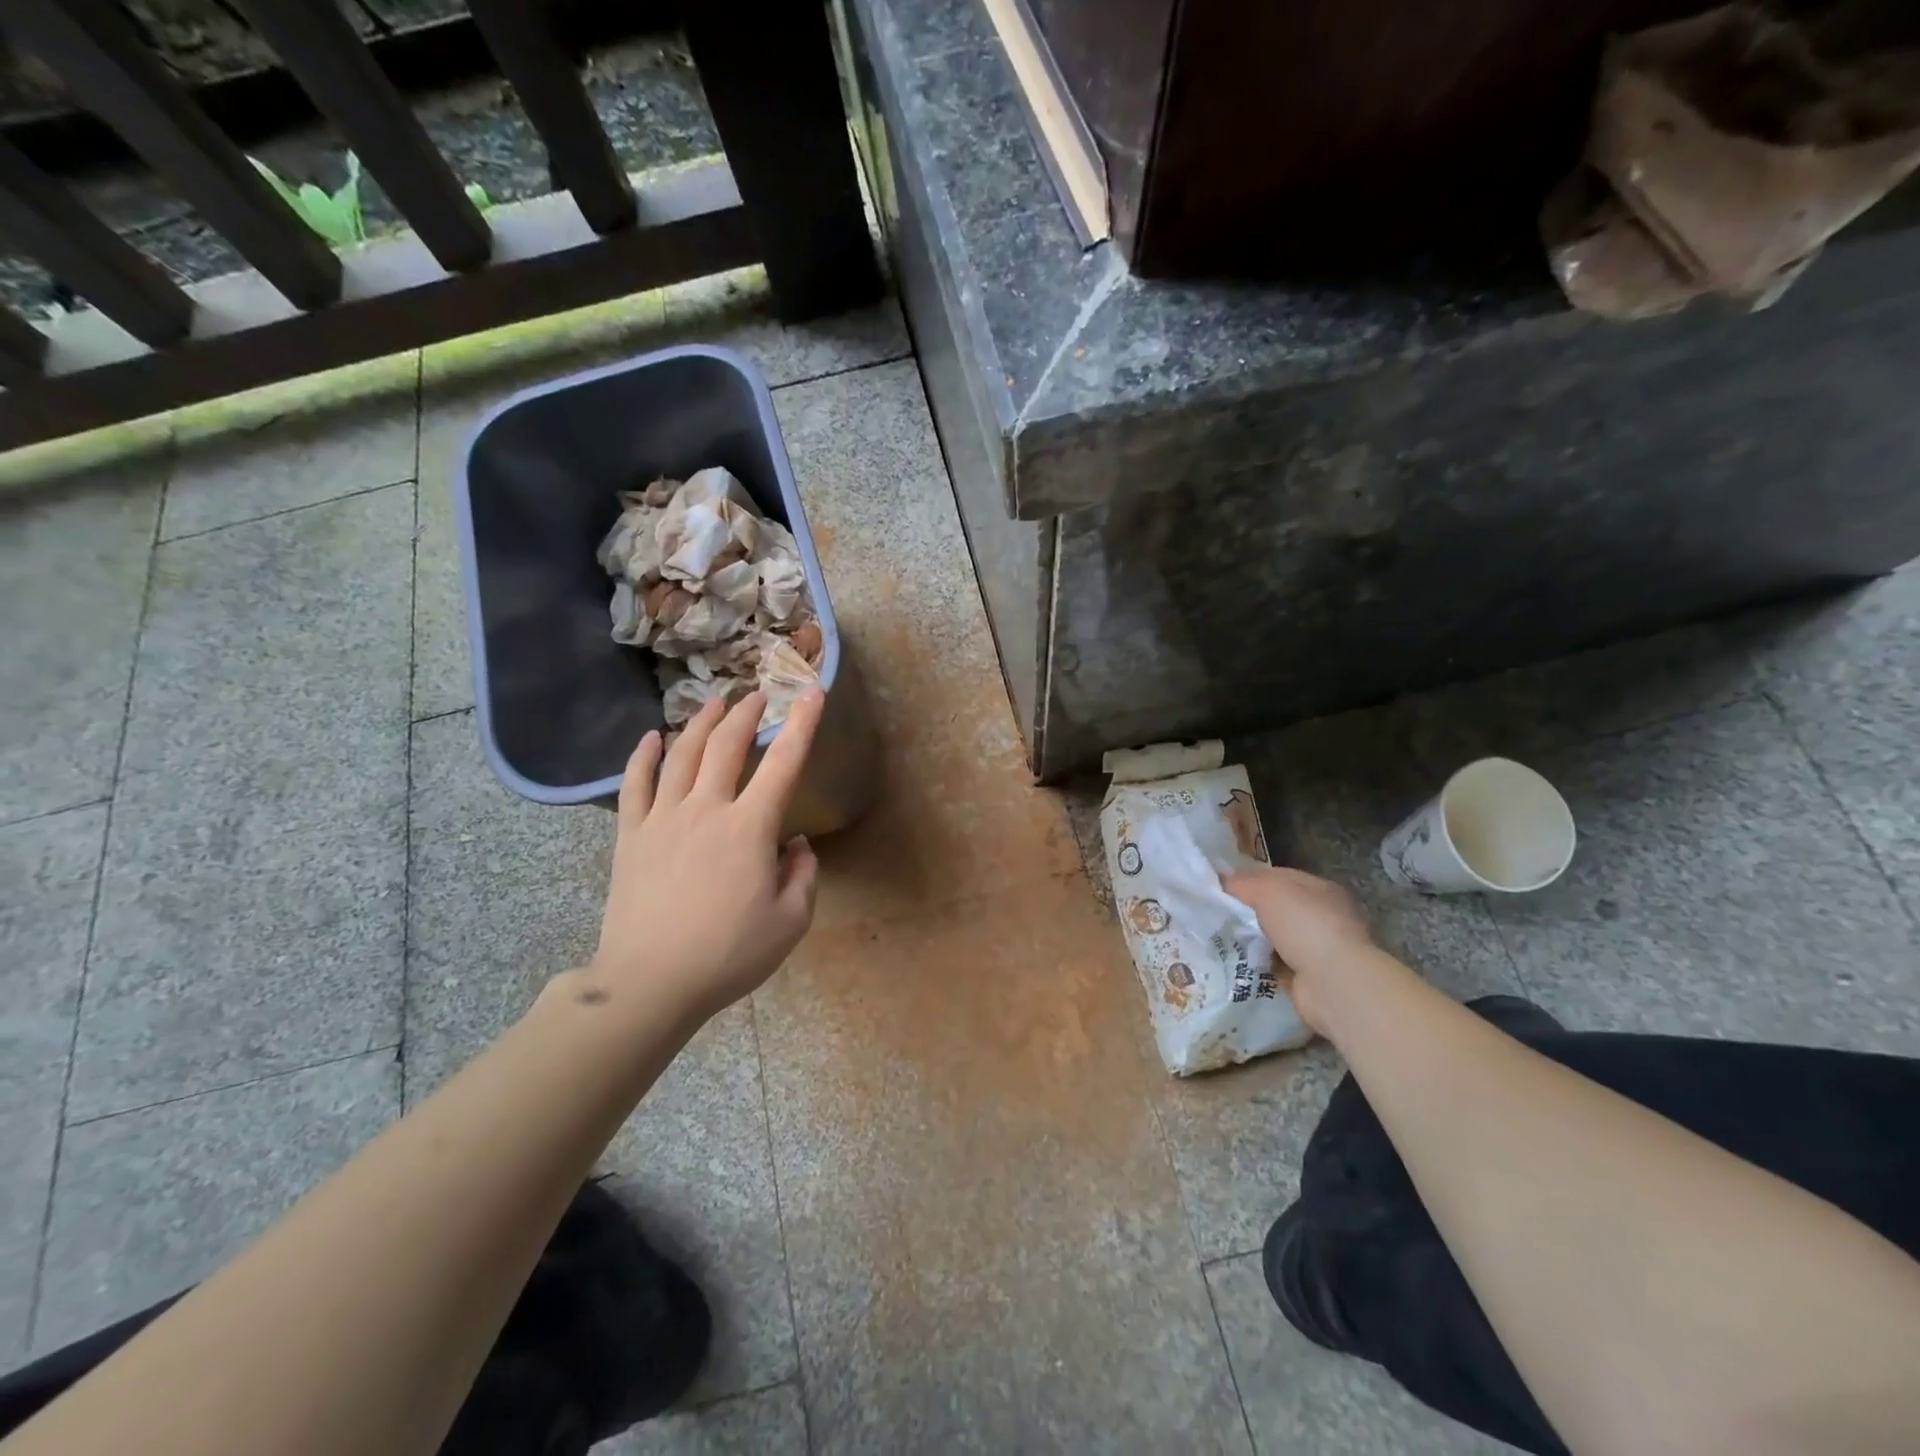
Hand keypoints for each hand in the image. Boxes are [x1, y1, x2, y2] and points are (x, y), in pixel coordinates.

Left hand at [589, 689, 823, 1024]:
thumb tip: (795, 845)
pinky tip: (651, 737)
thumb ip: (803, 876)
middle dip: (746, 714)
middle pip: (726, 745)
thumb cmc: (728, 955)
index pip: (783, 763)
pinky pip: (635, 784)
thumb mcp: (791, 922)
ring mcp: (663, 819)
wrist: (650, 983)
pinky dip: (644, 756)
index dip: (803, 724)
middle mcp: (706, 809)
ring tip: (715, 704)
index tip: (813, 693)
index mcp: (750, 828)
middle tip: (758, 695)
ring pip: (681, 754)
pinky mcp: (631, 836)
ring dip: (701, 723)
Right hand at [1222, 866, 1377, 1034]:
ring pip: (1271, 937)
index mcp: (1320, 890)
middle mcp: (1321, 917)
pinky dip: (1255, 962)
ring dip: (1249, 937)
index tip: (1219, 885)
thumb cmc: (1306, 926)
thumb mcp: (1270, 892)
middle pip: (1274, 908)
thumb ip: (1244, 883)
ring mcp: (1315, 949)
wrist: (1334, 985)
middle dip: (1246, 910)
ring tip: (1214, 935)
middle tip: (1212, 911)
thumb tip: (1222, 879)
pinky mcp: (1305, 978)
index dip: (1249, 879)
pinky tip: (1231, 959)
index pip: (1279, 877)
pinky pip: (1271, 964)